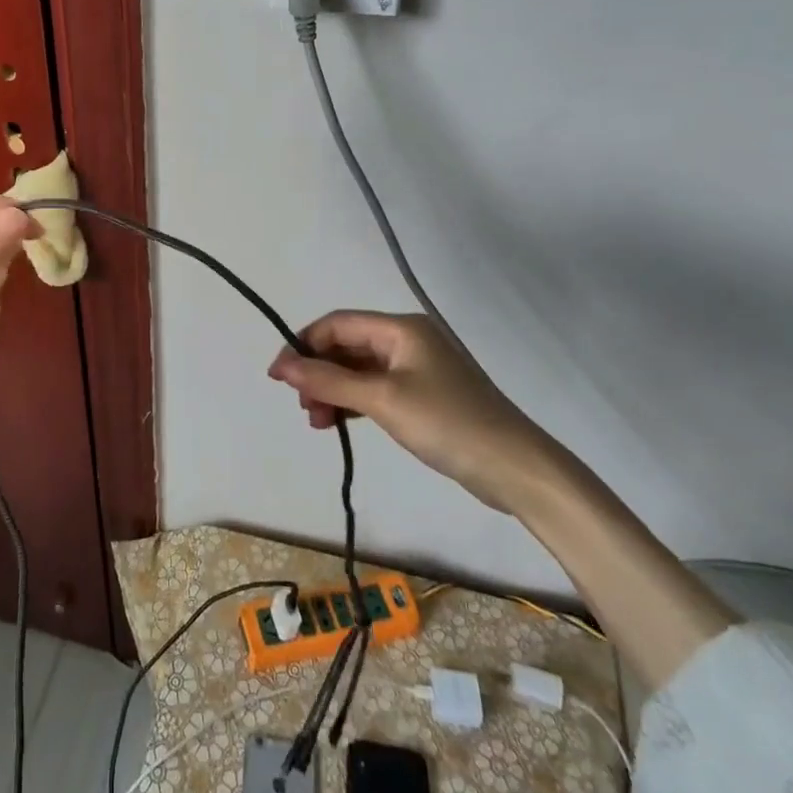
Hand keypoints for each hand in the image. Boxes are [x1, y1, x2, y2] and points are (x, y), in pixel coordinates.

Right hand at [267, 310, 568, 514]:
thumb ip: (329, 381)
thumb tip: (283, 367)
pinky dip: (354, 402)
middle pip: (348, 346)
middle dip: (318, 372)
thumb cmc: (447, 423)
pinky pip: (376, 389)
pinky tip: (339, 422)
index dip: (303, 345)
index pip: (338, 324)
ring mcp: (418, 368)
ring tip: (316, 422)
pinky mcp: (425, 395)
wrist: (515, 468)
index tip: (277, 376)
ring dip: (333, 391)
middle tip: (301, 406)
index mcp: (401, 328)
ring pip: (360, 370)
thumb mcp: (382, 399)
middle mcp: (408, 340)